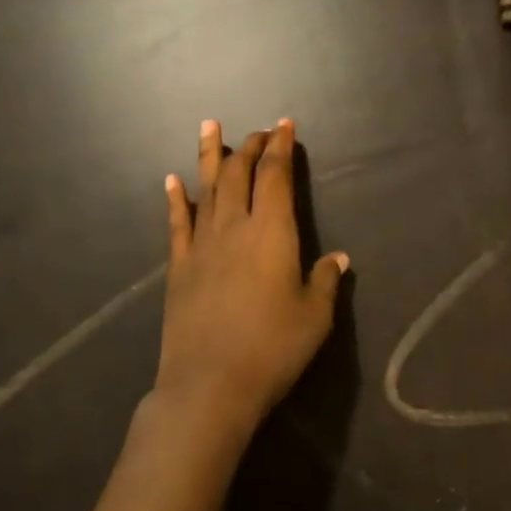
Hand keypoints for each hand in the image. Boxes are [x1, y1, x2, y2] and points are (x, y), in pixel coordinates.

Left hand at [153, 119, 348, 441]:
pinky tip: (172, 181)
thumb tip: (338, 258)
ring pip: (205, 188)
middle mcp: (233, 227)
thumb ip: (325, 281)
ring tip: (209, 126)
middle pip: (239, 174)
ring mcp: (201, 245)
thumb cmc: (273, 349)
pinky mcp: (178, 267)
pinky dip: (175, 199)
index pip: (275, 176)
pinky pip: (176, 223)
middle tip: (258, 131)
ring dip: (209, 155)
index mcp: (272, 232)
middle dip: (250, 147)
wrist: (210, 385)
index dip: (281, 148)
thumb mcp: (315, 317)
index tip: (285, 126)